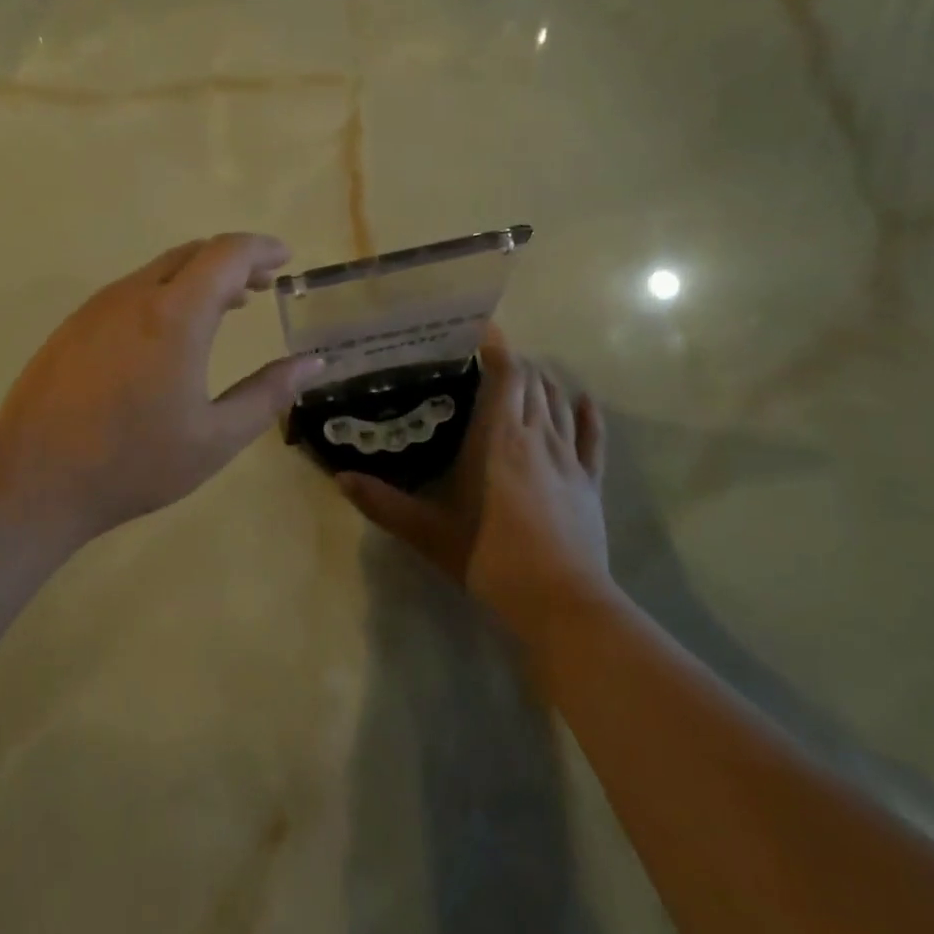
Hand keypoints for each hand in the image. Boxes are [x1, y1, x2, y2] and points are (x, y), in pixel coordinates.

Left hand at [0, 233, 322, 537]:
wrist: (34, 481)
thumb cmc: (134, 462)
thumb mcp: (216, 437)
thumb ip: (269, 393)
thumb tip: (311, 363)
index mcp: (175, 315)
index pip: (226, 254)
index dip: (261, 248)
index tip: (286, 258)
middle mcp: (134, 296)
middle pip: (192, 253)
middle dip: (233, 260)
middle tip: (262, 284)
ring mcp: (97, 308)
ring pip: (158, 269)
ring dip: (198, 276)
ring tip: (226, 305)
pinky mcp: (74, 326)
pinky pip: (131, 291)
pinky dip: (165, 292)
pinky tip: (170, 332)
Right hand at [336, 341, 610, 630]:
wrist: (561, 602)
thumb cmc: (490, 557)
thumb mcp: (428, 532)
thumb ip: (383, 503)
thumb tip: (340, 478)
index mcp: (500, 437)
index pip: (507, 374)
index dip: (497, 347)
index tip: (480, 330)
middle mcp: (538, 436)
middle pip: (533, 381)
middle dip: (514, 363)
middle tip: (487, 360)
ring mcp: (570, 459)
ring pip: (559, 402)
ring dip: (543, 382)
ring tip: (523, 376)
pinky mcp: (591, 483)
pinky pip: (593, 439)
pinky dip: (587, 415)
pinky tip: (583, 401)